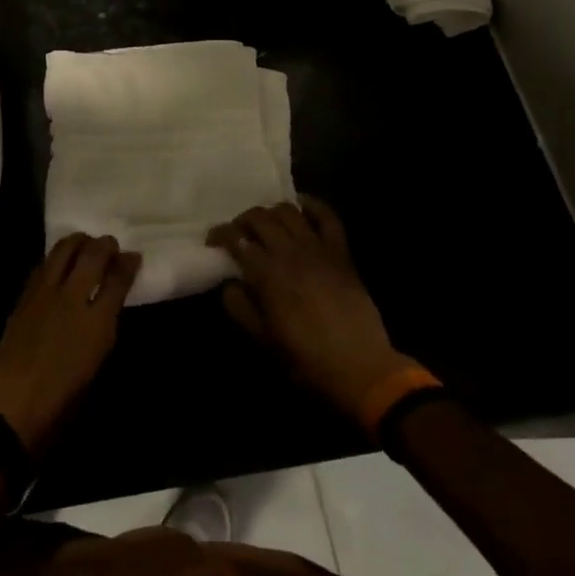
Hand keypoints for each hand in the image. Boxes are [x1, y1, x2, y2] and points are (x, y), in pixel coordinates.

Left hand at [0, 235, 141, 458]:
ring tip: (85, 245)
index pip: (118, 279)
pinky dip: (56, 258)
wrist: (13, 409)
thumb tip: (110, 299)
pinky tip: (60, 264)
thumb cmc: (63, 400)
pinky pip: (43, 265)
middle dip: (105, 244)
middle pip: (92, 255)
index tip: (133, 256)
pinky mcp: (23, 297)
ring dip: (78, 242)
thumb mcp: (96, 363)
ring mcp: (44, 294)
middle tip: (110, 245)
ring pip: (63, 250)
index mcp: (97, 323)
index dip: (128, 263)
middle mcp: (72, 299)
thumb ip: (105, 325)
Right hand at [209, 198, 416, 418]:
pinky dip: (313, 206)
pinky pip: (328, 218)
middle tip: (237, 233)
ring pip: (289, 211)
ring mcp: (319, 249)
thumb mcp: (263, 341)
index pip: (236, 239)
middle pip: (260, 218)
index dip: (220, 234)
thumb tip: (229, 283)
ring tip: (266, 224)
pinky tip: (301, 206)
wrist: (361, 369)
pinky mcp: (341, 253)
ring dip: (271, 211)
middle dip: (242, 220)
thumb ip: (240, 308)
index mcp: (268, 274)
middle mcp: (291, 252)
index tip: (212, 240)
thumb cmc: (306, 360)